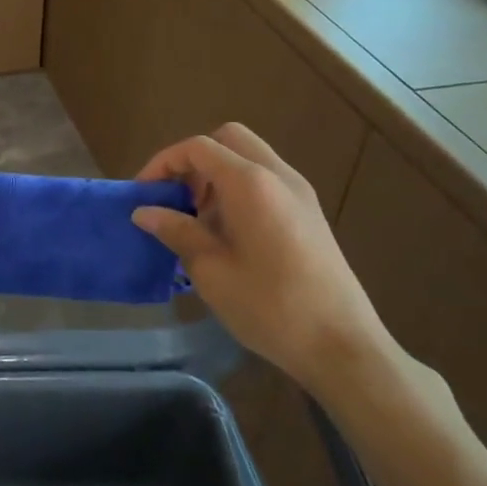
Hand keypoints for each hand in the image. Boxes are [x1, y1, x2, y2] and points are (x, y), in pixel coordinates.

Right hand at [131, 123, 390, 400]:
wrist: (343, 346)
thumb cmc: (270, 306)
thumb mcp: (211, 270)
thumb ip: (176, 231)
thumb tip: (144, 212)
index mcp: (250, 183)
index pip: (198, 148)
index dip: (163, 163)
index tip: (143, 193)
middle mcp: (278, 175)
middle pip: (228, 139)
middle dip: (194, 160)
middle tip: (177, 197)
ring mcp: (300, 193)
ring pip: (250, 158)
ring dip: (217, 175)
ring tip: (199, 220)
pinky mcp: (310, 213)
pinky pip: (267, 180)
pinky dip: (240, 189)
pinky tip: (229, 234)